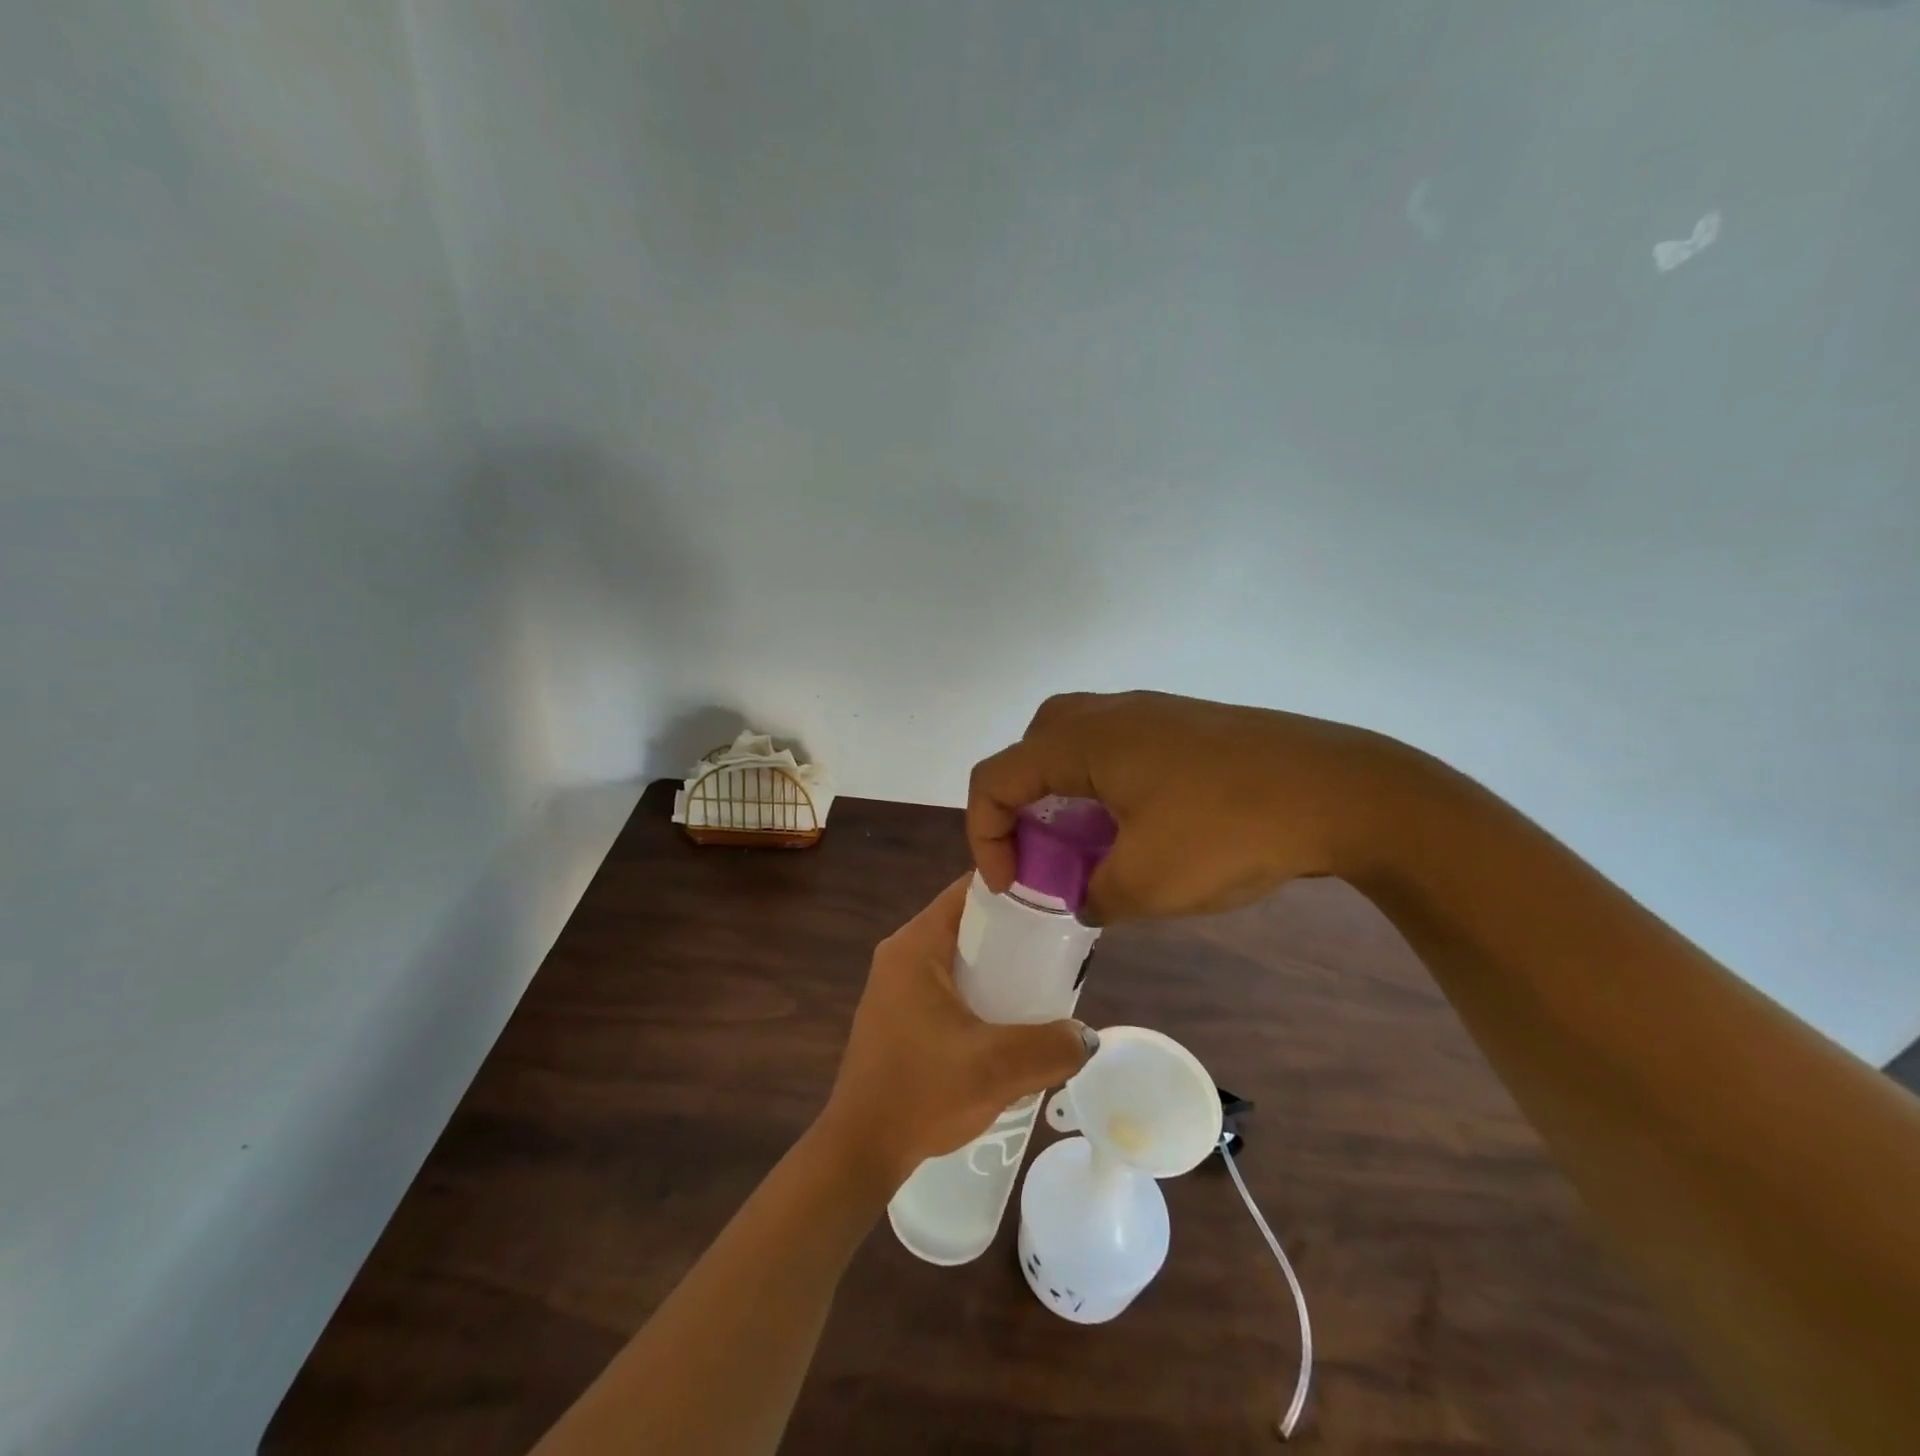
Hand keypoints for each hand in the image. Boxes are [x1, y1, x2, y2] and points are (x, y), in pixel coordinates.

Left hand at [820, 876, 1094, 1187]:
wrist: (861, 1150)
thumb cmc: (922, 1094)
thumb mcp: (996, 1068)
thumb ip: (1050, 1047)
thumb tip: (1086, 1036)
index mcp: (916, 945)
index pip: (970, 890)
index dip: (1015, 889)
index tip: (1057, 903)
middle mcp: (902, 953)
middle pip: (967, 922)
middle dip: (1013, 932)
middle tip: (1059, 947)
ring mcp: (896, 984)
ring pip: (959, 955)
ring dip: (997, 965)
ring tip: (1042, 981)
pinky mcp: (898, 1012)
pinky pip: (947, 982)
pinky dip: (979, 988)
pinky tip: (1007, 1017)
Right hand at [967, 690, 1406, 923]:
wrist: (1341, 791)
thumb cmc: (1229, 831)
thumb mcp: (1147, 885)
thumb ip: (1095, 896)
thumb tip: (1088, 897)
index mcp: (1081, 740)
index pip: (995, 778)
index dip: (986, 836)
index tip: (1014, 887)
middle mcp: (1107, 714)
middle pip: (1030, 752)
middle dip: (1023, 808)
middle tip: (1047, 855)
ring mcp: (1151, 713)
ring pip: (1075, 746)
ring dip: (1066, 797)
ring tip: (1092, 847)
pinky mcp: (1186, 725)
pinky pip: (1118, 749)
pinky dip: (1106, 788)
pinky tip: (1144, 828)